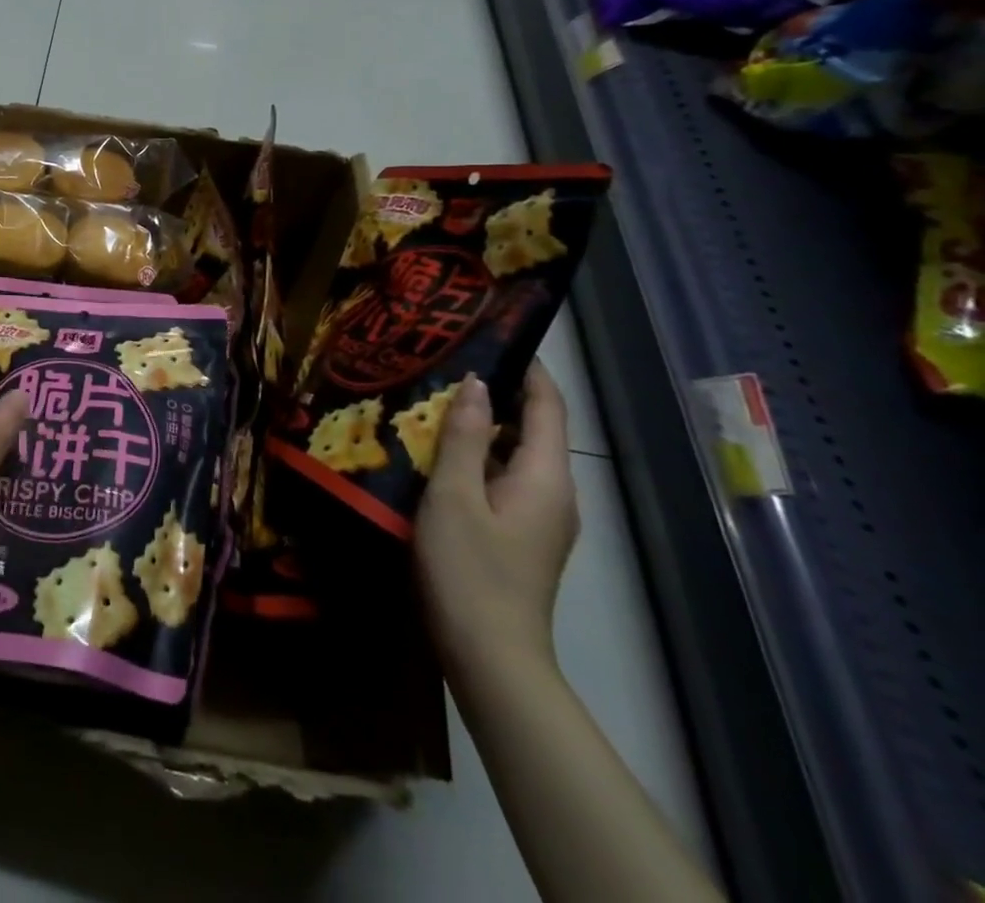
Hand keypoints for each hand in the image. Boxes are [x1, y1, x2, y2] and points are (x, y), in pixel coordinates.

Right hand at [415, 362, 578, 682]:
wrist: (490, 656)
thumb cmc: (470, 569)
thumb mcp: (454, 495)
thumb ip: (466, 438)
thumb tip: (477, 384)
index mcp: (546, 477)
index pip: (547, 406)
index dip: (527, 369)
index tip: (492, 335)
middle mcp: (554, 493)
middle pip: (534, 427)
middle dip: (497, 392)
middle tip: (446, 363)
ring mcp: (539, 518)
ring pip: (516, 454)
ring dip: (483, 425)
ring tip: (435, 399)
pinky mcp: (520, 536)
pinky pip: (505, 478)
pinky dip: (479, 455)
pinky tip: (439, 452)